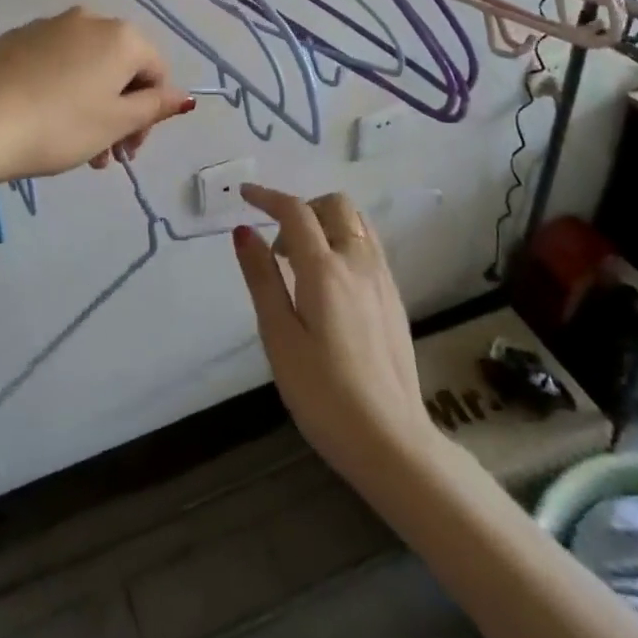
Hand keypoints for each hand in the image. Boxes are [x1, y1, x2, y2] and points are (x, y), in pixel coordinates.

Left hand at [0, 8, 193, 182]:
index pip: (156, 71)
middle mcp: (88, 19)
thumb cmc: (62, 126)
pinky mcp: (16, 38)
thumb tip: (182, 96)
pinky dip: (59, 87)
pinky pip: (53, 61)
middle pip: (120, 67)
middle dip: (119, 111)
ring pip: (85, 65)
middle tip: (106, 154)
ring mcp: (48, 25)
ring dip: (91, 103)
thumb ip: (155, 107)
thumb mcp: (116, 123)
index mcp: (121, 36)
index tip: (131, 149)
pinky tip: (43, 118)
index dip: (151, 113)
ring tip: (76, 148)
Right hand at [232, 184, 437, 491]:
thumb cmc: (323, 394)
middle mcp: (358, 262)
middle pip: (334, 205)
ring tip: (301, 262)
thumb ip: (262, 278)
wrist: (392, 442)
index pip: (295, 211)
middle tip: (279, 244)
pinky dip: (344, 241)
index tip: (244, 195)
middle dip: (302, 207)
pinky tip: (329, 283)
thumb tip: (244, 231)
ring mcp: (382, 279)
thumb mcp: (279, 338)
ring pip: (356, 222)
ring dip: (326, 222)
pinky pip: (369, 245)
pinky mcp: (394, 297)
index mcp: (325, 270)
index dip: (267, 196)